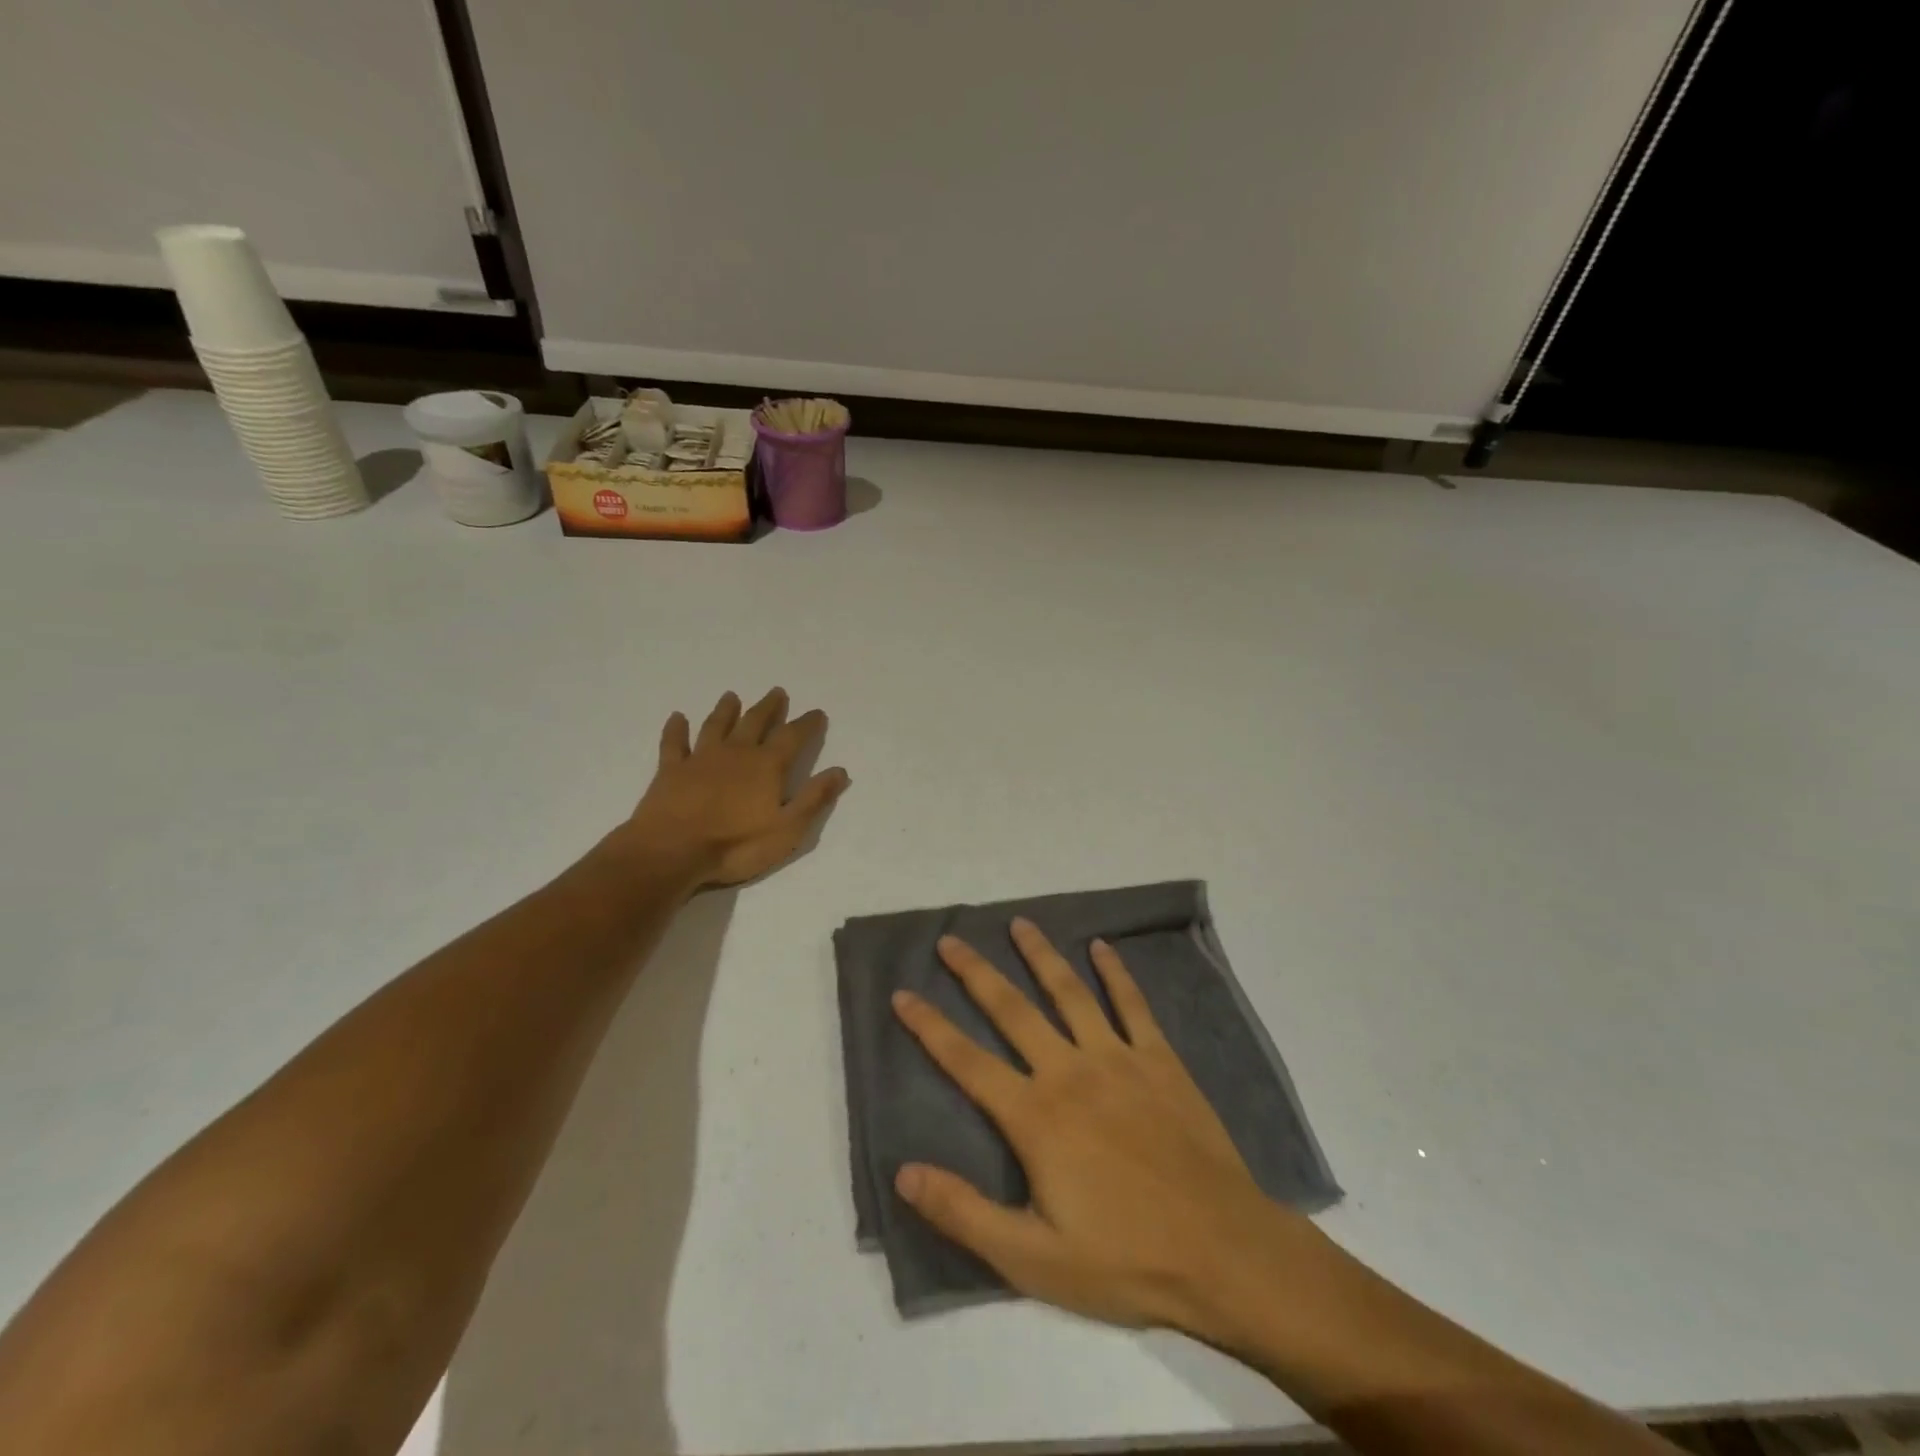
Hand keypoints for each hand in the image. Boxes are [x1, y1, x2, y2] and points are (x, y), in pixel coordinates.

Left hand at [617, 689, 849, 886]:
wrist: (672, 851)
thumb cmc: (736, 845)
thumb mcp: (788, 829)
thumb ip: (813, 798)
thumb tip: (840, 771)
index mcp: (766, 766)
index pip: (792, 737)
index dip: (807, 724)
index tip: (817, 713)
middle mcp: (736, 753)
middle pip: (755, 722)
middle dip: (769, 708)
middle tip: (777, 692)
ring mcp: (700, 758)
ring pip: (716, 725)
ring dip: (726, 710)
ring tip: (732, 696)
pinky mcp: (671, 770)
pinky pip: (674, 743)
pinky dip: (676, 729)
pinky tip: (677, 717)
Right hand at [891, 921, 1322, 1336]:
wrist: (1224, 1253)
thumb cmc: (1125, 1260)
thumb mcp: (1033, 1260)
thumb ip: (965, 1213)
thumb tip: (904, 1172)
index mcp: (1035, 1116)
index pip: (966, 1061)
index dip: (929, 1026)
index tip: (902, 993)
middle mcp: (1070, 1071)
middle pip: (1012, 1010)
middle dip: (975, 972)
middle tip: (950, 940)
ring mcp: (1118, 1059)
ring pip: (1069, 992)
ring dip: (1040, 955)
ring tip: (1019, 923)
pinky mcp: (1160, 1060)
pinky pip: (1132, 1005)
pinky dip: (1115, 972)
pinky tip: (1101, 947)